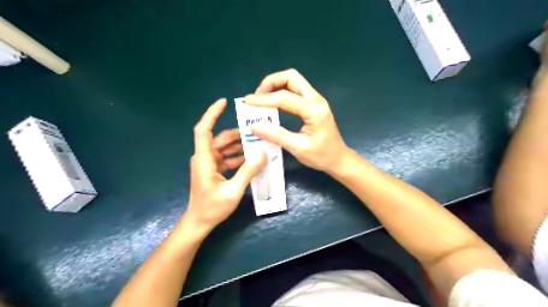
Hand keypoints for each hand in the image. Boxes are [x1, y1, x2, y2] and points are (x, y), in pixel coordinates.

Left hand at [184, 99, 267, 233]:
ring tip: (258, 143)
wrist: (199, 222)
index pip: (204, 130)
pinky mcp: (213, 169)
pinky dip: (238, 156)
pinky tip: (252, 158)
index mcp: (204, 160)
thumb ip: (248, 171)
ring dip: (240, 145)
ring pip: (225, 147)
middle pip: (220, 138)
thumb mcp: (233, 191)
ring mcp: (209, 163)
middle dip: (237, 133)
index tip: (223, 102)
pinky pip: (227, 157)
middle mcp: (205, 158)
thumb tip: (263, 153)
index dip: (212, 114)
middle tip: (256, 129)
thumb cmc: (212, 208)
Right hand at [245, 70, 348, 173]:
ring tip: (262, 99)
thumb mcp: (298, 148)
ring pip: (294, 81)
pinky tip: (274, 103)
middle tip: (257, 97)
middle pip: (291, 77)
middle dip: (271, 83)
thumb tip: (254, 126)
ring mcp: (316, 100)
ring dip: (276, 85)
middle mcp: (316, 99)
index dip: (264, 99)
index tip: (247, 102)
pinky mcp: (314, 104)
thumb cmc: (321, 156)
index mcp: (314, 110)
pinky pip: (296, 90)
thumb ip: (276, 135)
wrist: (339, 159)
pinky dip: (282, 91)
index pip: (284, 97)